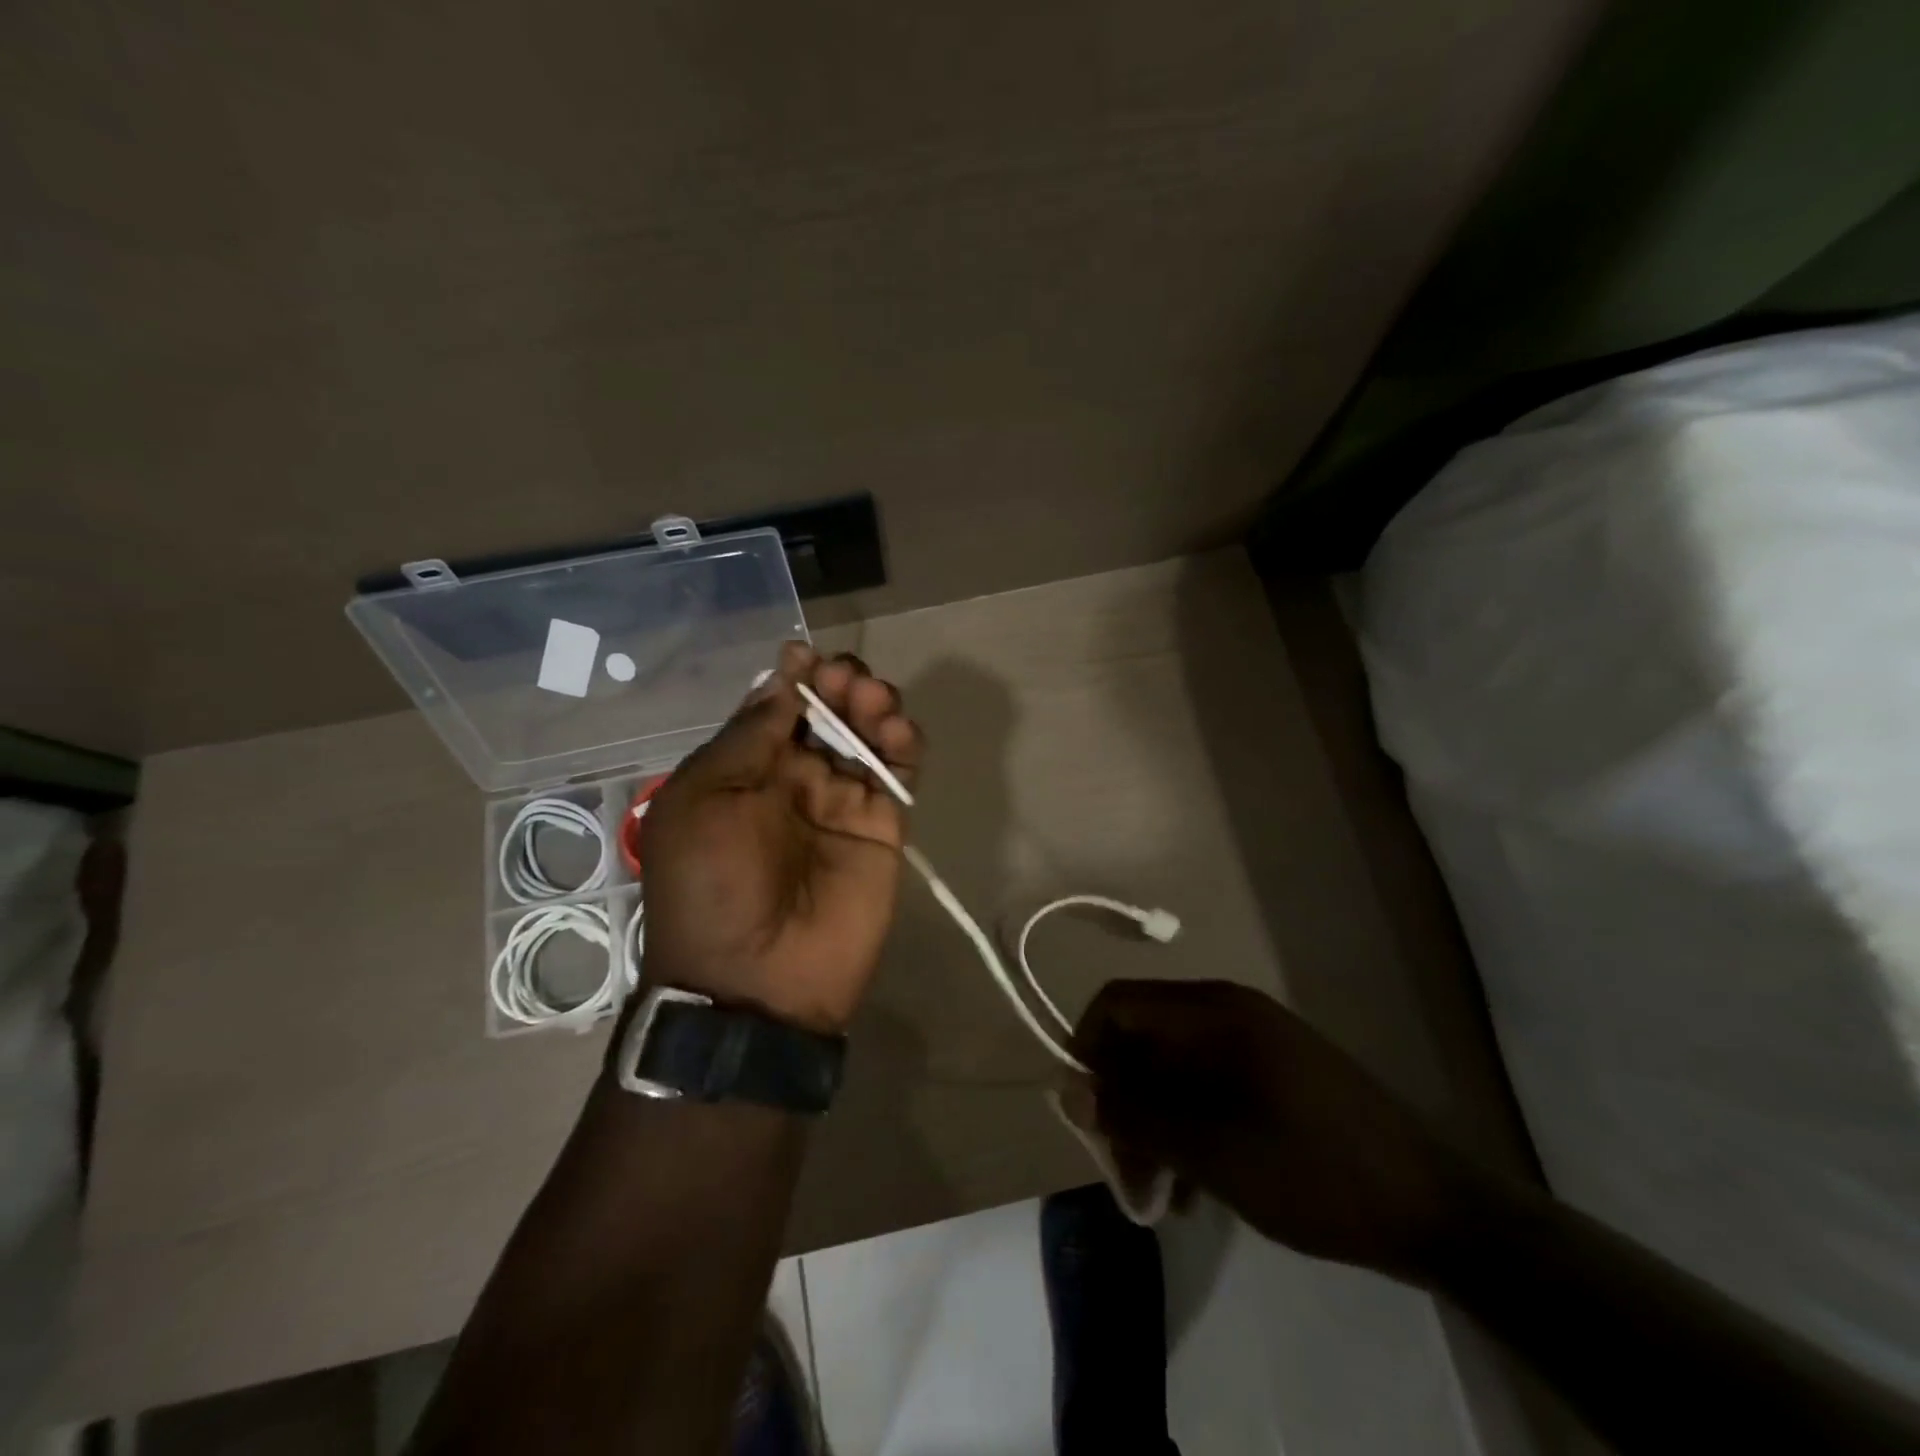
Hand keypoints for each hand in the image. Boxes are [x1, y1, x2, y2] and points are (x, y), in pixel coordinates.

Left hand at [637, 642, 922, 1033]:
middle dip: (837, 684)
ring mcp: (843, 801)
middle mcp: (795, 779)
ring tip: (870, 700)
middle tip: (842, 681)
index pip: (777, 707)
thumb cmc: (712, 884)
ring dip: (872, 704)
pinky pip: (900, 773)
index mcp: (745, 770)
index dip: (793, 677)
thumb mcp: (703, 800)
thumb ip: (748, 737)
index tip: (804, 655)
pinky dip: (905, 744)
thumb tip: (782, 679)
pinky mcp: (884, 825)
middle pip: (827, 712)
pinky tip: (898, 731)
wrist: (756, 979)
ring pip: (868, 734)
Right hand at [1074, 979, 1484, 1284]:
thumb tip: (1065, 1089)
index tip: (1086, 1118)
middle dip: (1123, 1105)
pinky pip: (1207, 1088)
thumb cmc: (1312, 1170)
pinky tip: (1194, 1190)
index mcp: (1212, 1011)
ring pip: (1172, 1071)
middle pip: (1143, 1041)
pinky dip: (1188, 1129)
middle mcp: (1228, 1011)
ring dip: (1153, 1125)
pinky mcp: (1274, 1074)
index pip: (1117, 1004)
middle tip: (1126, 1177)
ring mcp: (1255, 1042)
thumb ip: (1132, 1114)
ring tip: (1158, 1196)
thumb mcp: (1209, 1150)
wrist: (1436, 1210)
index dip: (1087, 1052)